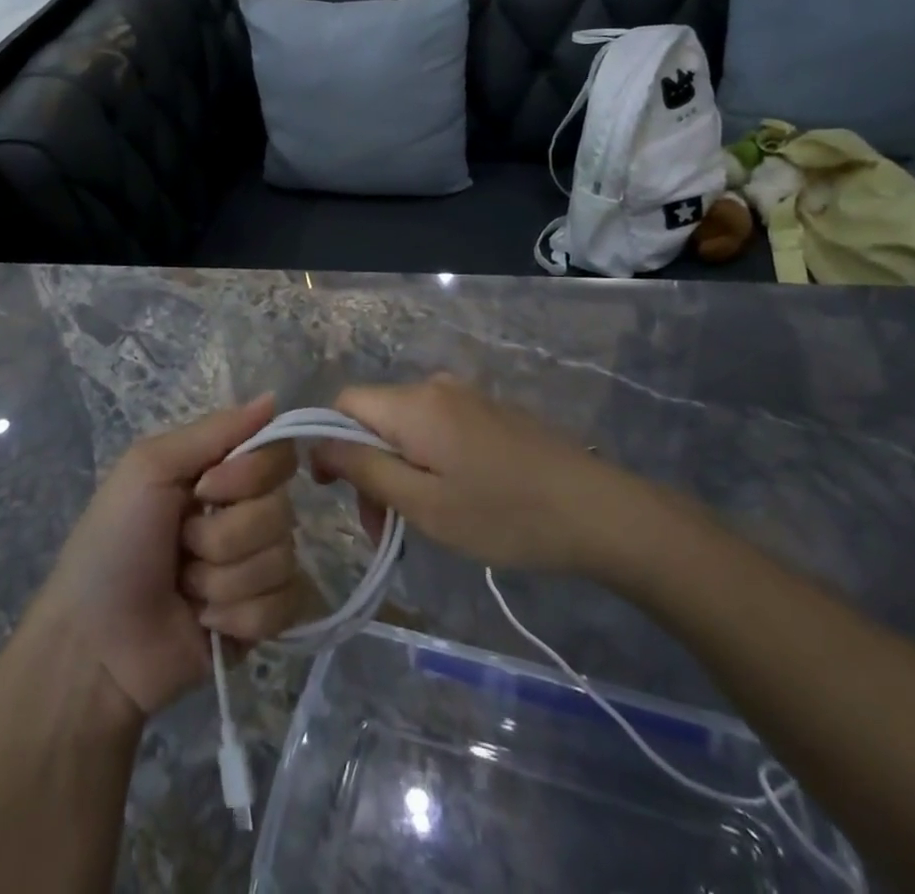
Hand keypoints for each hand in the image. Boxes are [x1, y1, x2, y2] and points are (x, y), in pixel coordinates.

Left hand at [36, 394, 305, 716]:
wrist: (94, 645)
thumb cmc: (114, 543)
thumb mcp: (149, 468)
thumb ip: (214, 431)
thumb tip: (274, 397)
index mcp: (222, 474)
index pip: (279, 455)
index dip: (250, 475)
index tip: (205, 488)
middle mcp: (247, 514)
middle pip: (282, 510)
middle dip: (225, 536)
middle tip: (182, 546)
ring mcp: (257, 568)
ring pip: (282, 559)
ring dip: (224, 579)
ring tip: (186, 588)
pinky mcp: (264, 620)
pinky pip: (286, 605)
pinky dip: (240, 616)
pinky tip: (205, 622)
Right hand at [313, 375, 667, 578]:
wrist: (596, 510)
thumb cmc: (502, 514)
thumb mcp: (423, 504)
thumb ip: (364, 468)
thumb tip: (318, 444)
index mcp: (413, 404)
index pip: (344, 403)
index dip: (328, 442)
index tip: (336, 492)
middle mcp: (434, 386)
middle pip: (374, 417)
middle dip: (366, 466)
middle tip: (382, 528)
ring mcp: (465, 396)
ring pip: (405, 425)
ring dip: (396, 469)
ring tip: (418, 522)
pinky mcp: (488, 411)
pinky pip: (435, 427)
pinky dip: (426, 460)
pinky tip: (451, 499)